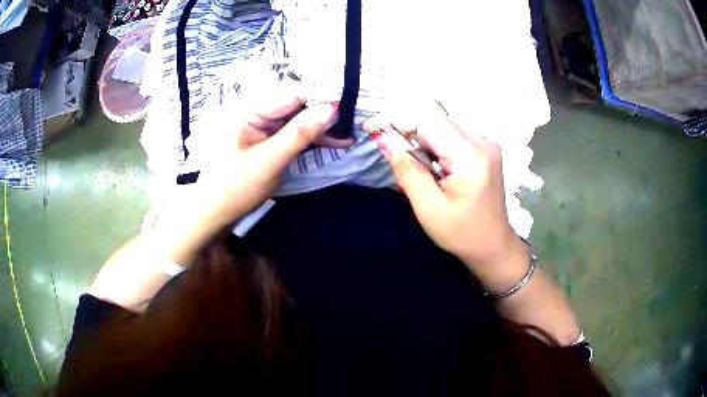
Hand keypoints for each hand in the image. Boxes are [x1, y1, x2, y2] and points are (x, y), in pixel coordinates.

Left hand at [152, 95, 343, 262]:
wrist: (210, 215)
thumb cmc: (233, 189)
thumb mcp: (269, 161)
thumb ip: (300, 133)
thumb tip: (332, 108)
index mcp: (247, 109)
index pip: (291, 93)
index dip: (320, 97)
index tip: (349, 106)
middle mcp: (253, 111)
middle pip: (295, 104)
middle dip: (322, 113)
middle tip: (353, 122)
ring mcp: (258, 126)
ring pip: (295, 119)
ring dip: (319, 128)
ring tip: (347, 136)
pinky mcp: (262, 140)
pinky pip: (289, 133)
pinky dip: (307, 139)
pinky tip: (330, 142)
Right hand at [363, 109, 524, 273]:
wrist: (493, 244)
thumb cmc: (461, 233)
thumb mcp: (428, 207)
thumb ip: (407, 169)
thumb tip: (383, 137)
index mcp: (471, 157)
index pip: (429, 121)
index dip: (398, 121)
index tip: (372, 129)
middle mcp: (482, 141)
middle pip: (436, 121)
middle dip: (408, 131)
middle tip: (389, 151)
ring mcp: (485, 143)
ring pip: (442, 126)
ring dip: (421, 140)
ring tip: (416, 167)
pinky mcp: (484, 148)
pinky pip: (451, 136)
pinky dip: (434, 146)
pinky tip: (432, 167)